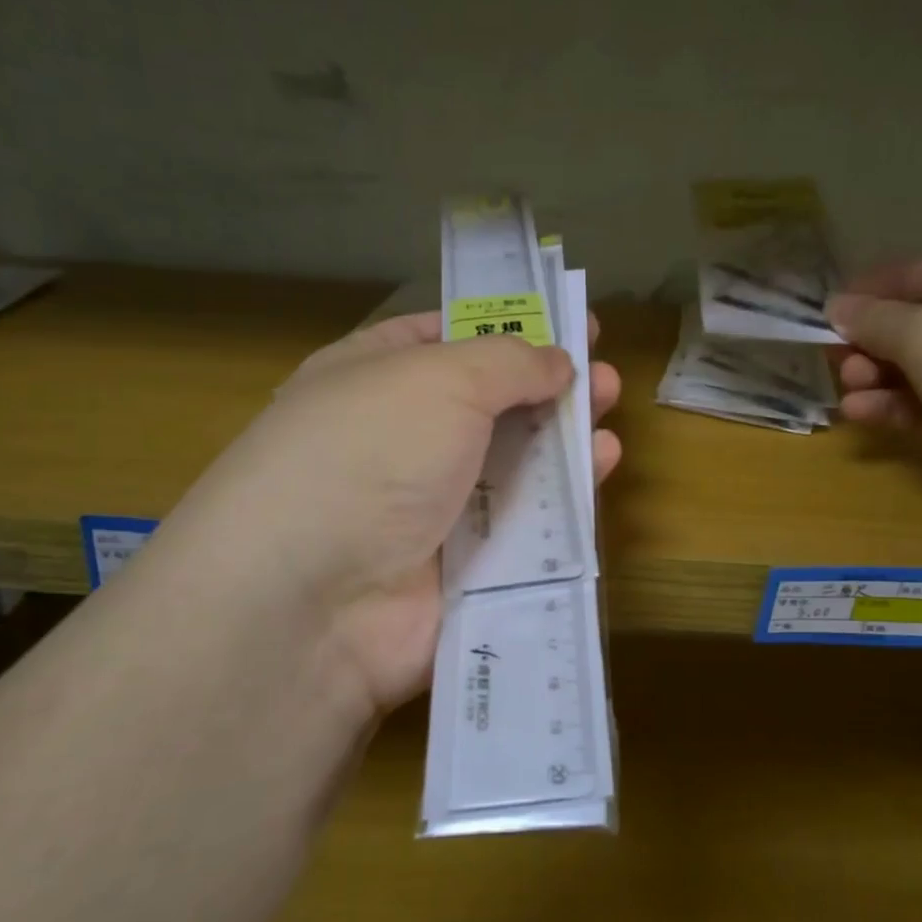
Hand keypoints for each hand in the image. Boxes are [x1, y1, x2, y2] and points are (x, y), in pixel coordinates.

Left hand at [153, 312, 620, 722]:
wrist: (312, 600)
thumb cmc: (369, 453)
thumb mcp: (440, 378)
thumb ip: (509, 362)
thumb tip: (556, 361)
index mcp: (373, 379)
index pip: (443, 338)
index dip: (505, 326)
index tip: (563, 321)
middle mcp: (399, 440)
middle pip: (488, 404)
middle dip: (546, 385)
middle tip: (602, 374)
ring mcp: (429, 507)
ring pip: (512, 465)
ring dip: (562, 437)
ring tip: (609, 413)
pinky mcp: (463, 567)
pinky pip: (525, 524)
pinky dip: (563, 497)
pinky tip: (600, 468)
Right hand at [827, 248, 921, 524]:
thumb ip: (873, 319)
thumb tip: (836, 307)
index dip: (874, 290)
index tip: (829, 312)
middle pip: (918, 325)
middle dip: (871, 343)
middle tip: (838, 361)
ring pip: (919, 370)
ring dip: (877, 378)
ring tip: (850, 391)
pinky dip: (894, 408)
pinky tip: (861, 414)